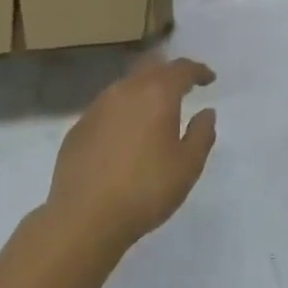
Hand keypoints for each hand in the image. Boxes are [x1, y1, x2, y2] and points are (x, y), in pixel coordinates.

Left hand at [46, 56, 217, 251]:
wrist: (83, 219)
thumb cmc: (145, 190)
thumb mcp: (188, 166)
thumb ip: (202, 134)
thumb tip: (206, 113)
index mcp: (156, 94)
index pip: (181, 69)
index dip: (198, 71)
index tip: (209, 79)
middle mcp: (125, 91)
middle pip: (151, 68)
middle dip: (169, 73)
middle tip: (182, 87)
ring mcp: (97, 108)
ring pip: (126, 86)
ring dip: (143, 91)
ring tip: (154, 110)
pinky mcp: (78, 128)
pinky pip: (107, 108)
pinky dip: (122, 112)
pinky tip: (125, 134)